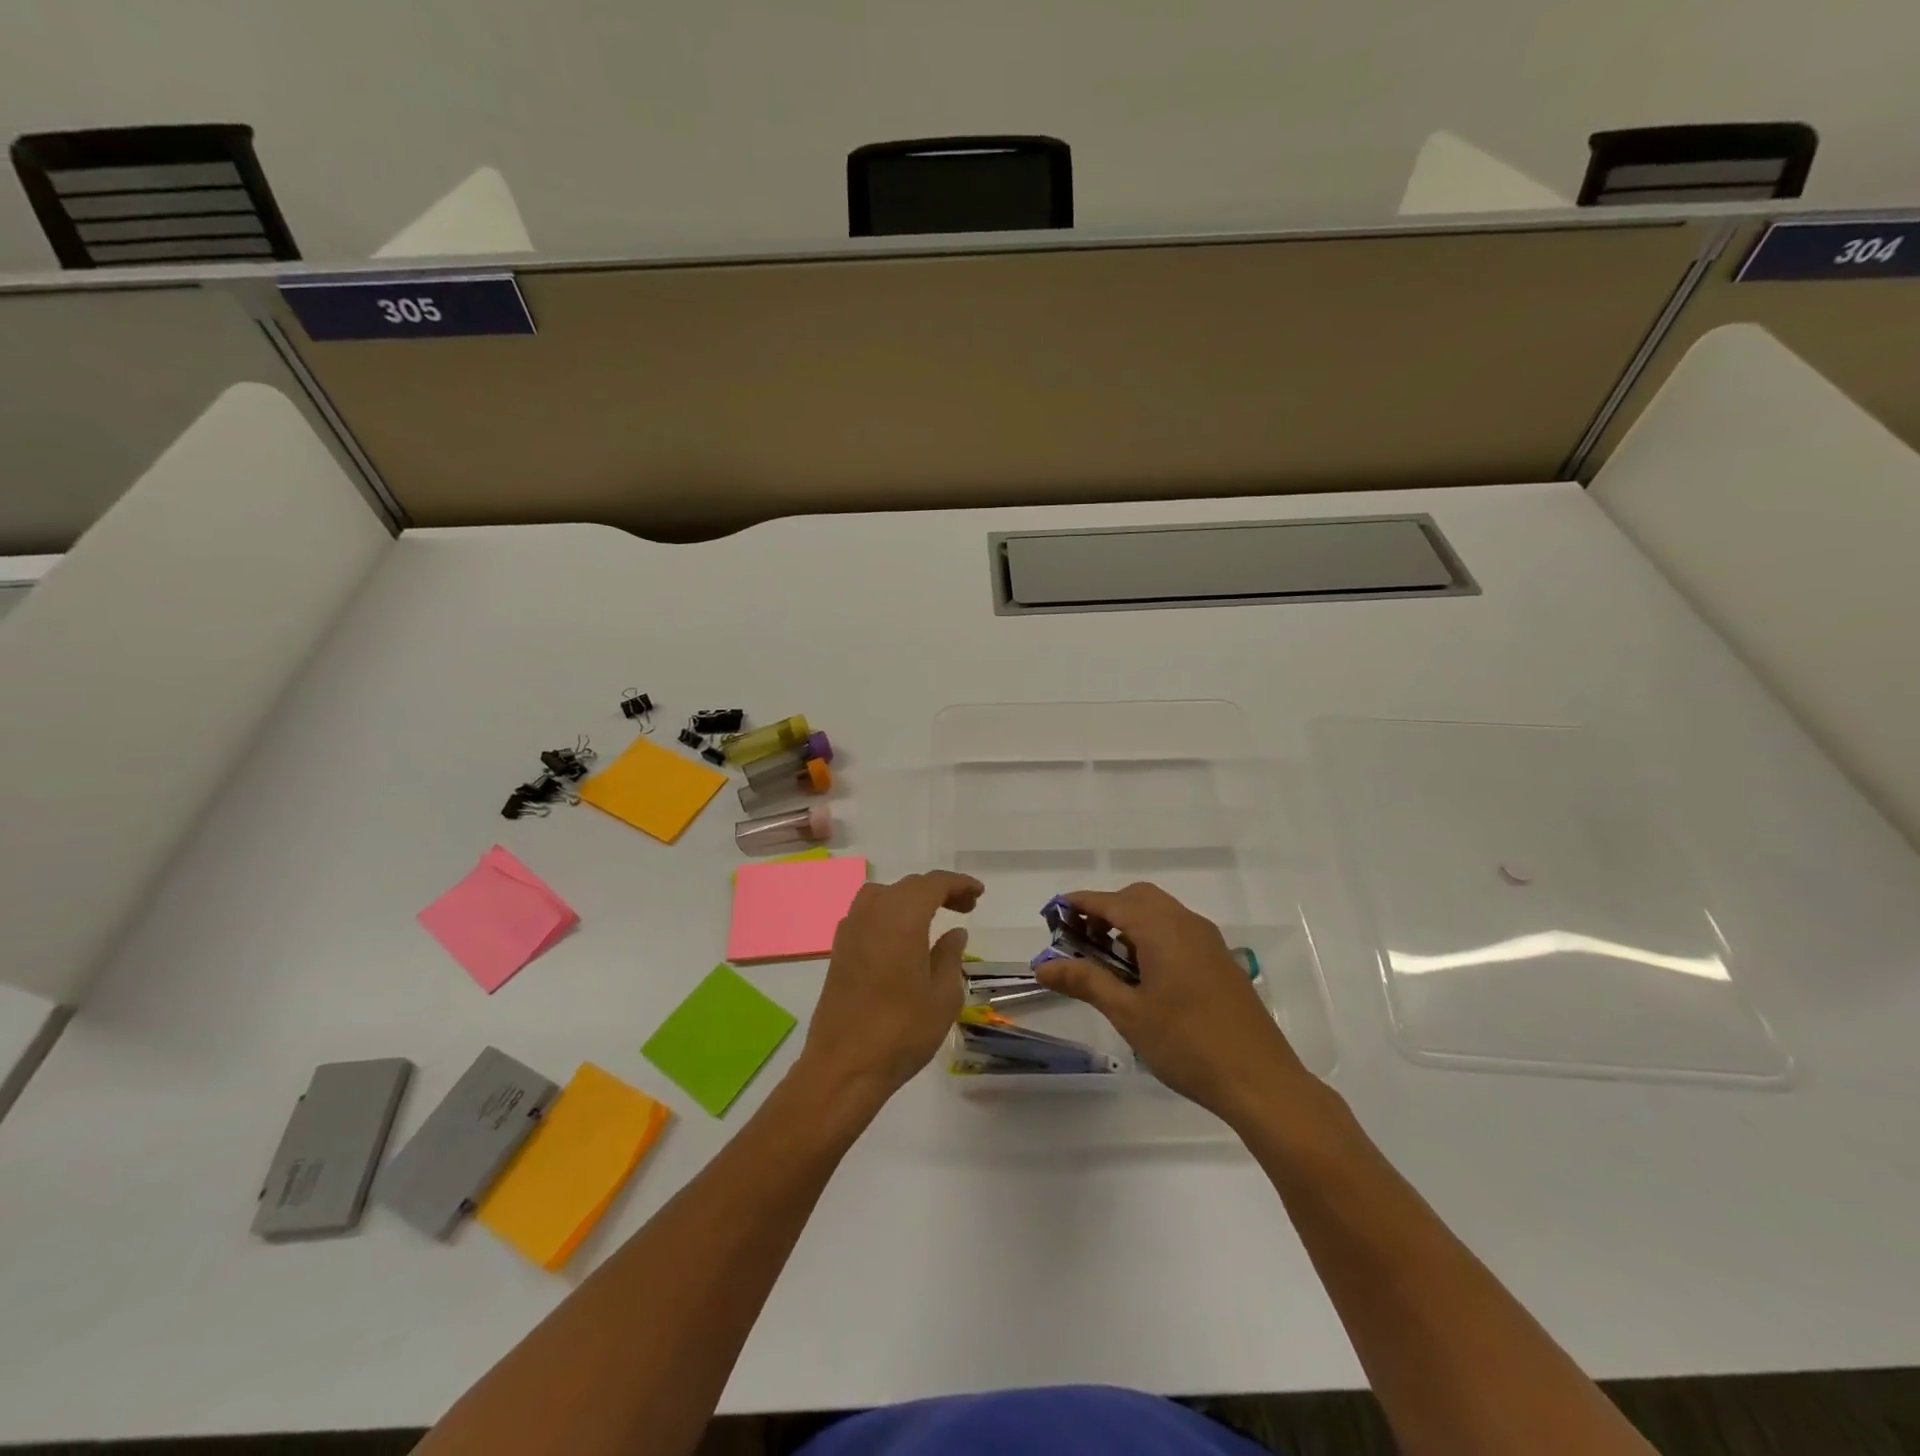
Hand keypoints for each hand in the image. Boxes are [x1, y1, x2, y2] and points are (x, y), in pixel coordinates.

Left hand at [798, 870, 983, 1101]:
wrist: (844, 1066)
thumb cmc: (902, 1031)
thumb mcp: (943, 996)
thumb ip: (950, 956)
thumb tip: (954, 932)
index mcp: (902, 918)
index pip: (933, 884)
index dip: (958, 883)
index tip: (978, 894)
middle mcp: (872, 914)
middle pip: (908, 886)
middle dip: (938, 890)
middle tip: (965, 908)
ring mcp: (850, 930)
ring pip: (883, 895)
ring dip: (910, 898)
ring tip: (932, 918)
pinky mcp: (839, 950)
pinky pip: (866, 913)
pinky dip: (888, 913)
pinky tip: (901, 938)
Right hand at [1034, 882, 1311, 1127]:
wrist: (1261, 1081)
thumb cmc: (1187, 1045)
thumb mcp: (1128, 1014)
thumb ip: (1085, 982)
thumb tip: (1043, 966)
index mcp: (1162, 929)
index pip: (1111, 902)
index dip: (1080, 904)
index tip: (1053, 913)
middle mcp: (1187, 923)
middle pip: (1138, 898)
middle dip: (1105, 910)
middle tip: (1080, 940)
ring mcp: (1209, 941)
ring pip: (1161, 913)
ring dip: (1129, 923)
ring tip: (1107, 961)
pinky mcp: (1221, 961)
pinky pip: (1178, 931)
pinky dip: (1152, 936)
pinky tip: (1143, 975)